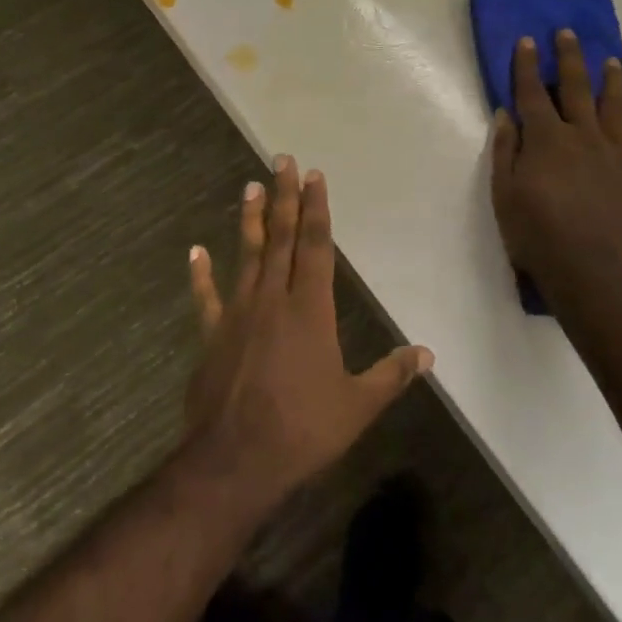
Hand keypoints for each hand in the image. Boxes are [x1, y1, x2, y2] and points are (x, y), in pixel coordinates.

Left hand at [183, 158, 432, 511]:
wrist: (235, 461)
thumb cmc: (302, 430)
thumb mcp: (357, 407)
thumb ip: (391, 375)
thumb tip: (427, 354)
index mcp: (310, 309)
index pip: (316, 246)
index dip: (316, 209)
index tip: (314, 176)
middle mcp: (273, 299)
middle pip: (281, 237)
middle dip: (284, 197)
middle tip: (281, 160)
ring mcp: (238, 314)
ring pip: (247, 256)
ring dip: (250, 220)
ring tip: (250, 187)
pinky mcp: (213, 335)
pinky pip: (206, 298)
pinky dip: (200, 274)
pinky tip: (195, 251)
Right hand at [490, 31, 621, 302]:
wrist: (592, 270)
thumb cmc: (537, 234)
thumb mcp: (504, 194)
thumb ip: (505, 150)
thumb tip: (506, 114)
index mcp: (546, 138)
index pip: (533, 92)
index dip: (528, 65)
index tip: (527, 41)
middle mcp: (582, 135)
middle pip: (576, 86)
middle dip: (569, 57)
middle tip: (568, 33)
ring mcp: (613, 151)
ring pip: (614, 104)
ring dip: (611, 78)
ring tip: (611, 60)